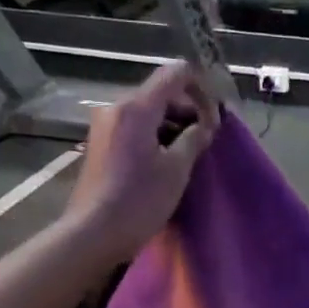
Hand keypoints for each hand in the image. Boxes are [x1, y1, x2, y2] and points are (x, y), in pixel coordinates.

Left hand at [66, 59, 217, 258]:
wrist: (93, 233)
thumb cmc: (139, 201)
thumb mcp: (176, 170)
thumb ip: (195, 139)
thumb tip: (206, 124)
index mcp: (136, 108)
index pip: (174, 74)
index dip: (201, 87)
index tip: (216, 114)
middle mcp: (116, 108)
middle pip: (160, 94)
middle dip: (187, 111)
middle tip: (207, 139)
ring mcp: (104, 126)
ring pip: (147, 112)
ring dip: (172, 126)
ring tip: (189, 154)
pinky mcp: (100, 145)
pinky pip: (134, 128)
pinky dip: (154, 136)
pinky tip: (166, 161)